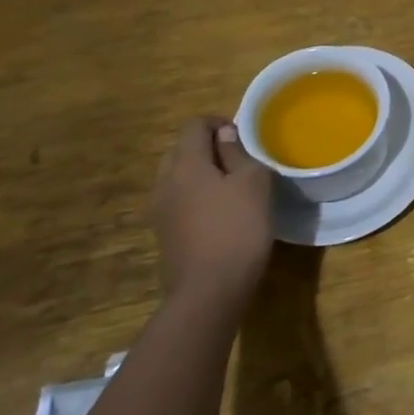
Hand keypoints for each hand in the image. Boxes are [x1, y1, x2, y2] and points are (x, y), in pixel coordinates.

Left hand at [151, 117, 274, 305]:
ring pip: (178, 176)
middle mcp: (165, 182)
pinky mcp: (164, 234)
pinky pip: (178, 200)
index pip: (194, 126)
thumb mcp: (253, 183)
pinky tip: (220, 212)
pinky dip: (196, 195)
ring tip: (232, 185)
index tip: (243, 136)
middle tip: (239, 158)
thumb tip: (225, 136)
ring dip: (201, 172)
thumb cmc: (237, 228)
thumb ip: (238, 153)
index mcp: (185, 164)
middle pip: (181, 149)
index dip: (219, 123)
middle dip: (207, 147)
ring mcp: (160, 210)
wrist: (209, 292)